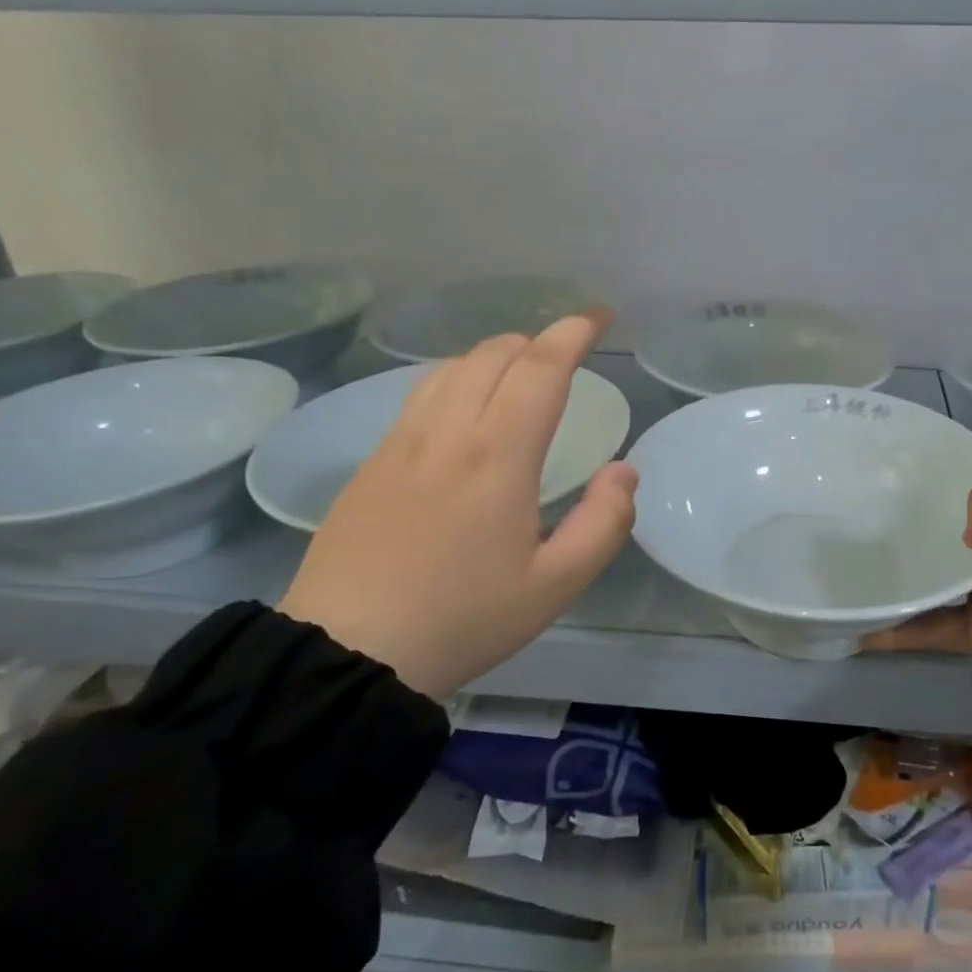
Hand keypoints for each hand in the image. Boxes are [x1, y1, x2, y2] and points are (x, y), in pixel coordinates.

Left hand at [279, 313, 638, 701]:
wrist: (348, 653)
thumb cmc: (464, 619)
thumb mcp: (555, 585)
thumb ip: (604, 522)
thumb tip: (624, 471)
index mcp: (497, 456)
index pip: (541, 368)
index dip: (573, 333)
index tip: (599, 318)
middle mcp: (447, 432)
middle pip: (494, 355)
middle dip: (538, 340)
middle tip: (568, 354)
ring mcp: (401, 443)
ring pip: (452, 367)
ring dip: (495, 355)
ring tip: (521, 372)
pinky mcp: (372, 462)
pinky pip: (421, 394)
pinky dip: (457, 377)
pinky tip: (465, 406)